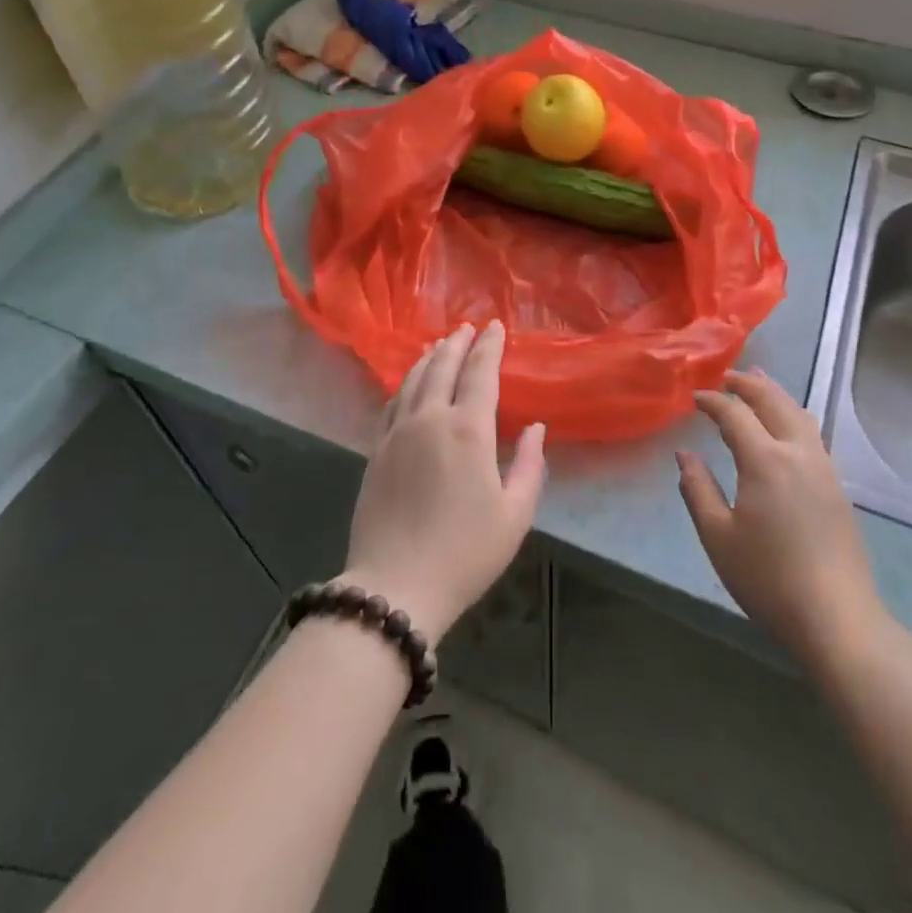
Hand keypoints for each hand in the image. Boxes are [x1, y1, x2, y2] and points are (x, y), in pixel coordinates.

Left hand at [341, 322, 546, 646]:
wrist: (396, 586)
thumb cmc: (465, 553)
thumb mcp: (514, 515)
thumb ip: (529, 466)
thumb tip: (536, 428)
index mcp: (468, 430)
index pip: (480, 373)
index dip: (489, 346)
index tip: (495, 326)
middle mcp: (430, 419)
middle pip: (443, 367)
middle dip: (458, 343)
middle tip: (467, 328)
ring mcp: (397, 432)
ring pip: (414, 380)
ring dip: (430, 357)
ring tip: (440, 344)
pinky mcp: (376, 450)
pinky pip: (392, 402)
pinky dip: (405, 383)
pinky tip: (410, 382)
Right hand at [677, 370, 890, 666]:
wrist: (837, 619)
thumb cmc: (768, 579)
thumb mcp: (718, 537)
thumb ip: (698, 489)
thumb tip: (684, 455)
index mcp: (765, 460)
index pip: (735, 414)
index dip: (713, 401)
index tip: (695, 398)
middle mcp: (798, 453)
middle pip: (774, 402)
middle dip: (748, 385)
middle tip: (727, 378)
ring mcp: (823, 469)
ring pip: (799, 414)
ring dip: (775, 395)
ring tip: (759, 385)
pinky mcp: (837, 488)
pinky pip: (812, 433)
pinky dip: (793, 415)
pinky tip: (787, 427)